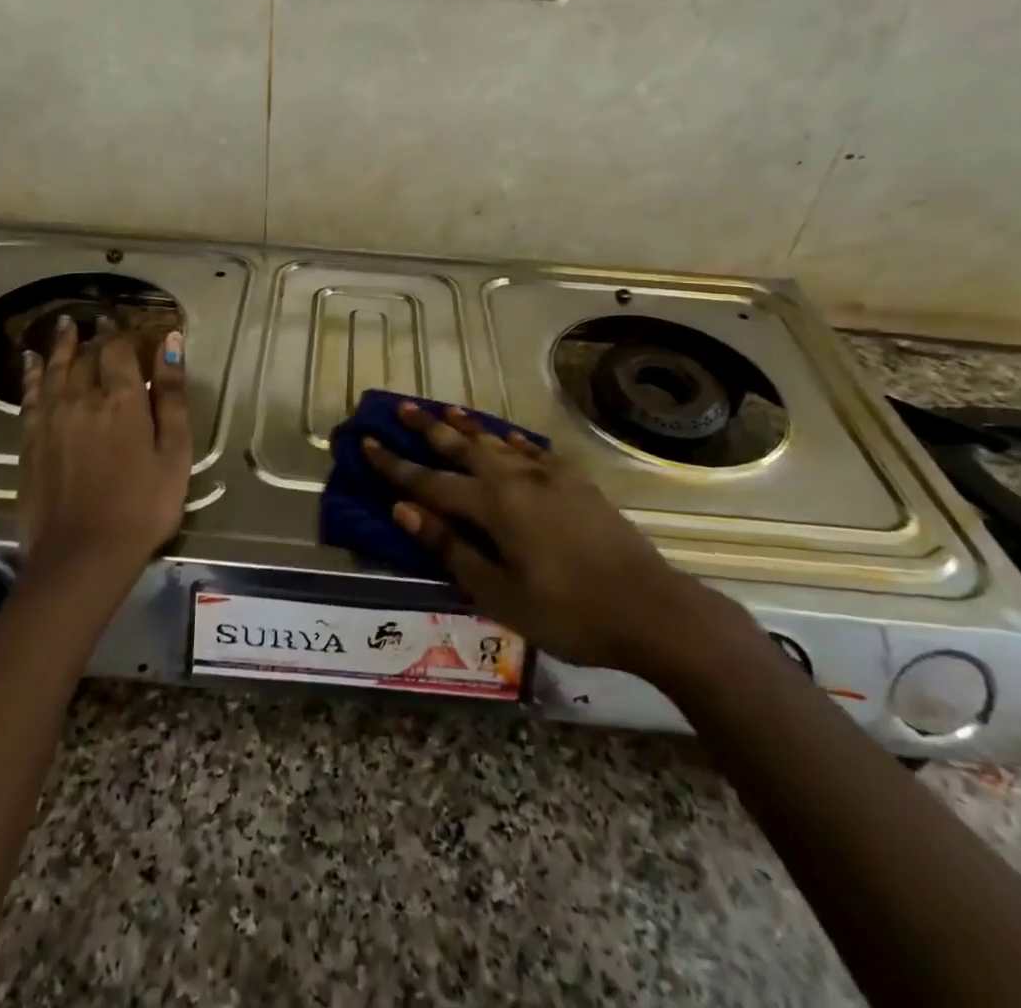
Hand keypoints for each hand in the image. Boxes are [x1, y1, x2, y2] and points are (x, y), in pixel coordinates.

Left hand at [17, 317, 191, 586]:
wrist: (82, 555)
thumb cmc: (143, 506)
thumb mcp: (174, 453)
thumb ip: (172, 395)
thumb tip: (170, 343)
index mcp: (121, 400)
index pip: (119, 350)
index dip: (123, 332)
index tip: (127, 321)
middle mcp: (81, 398)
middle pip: (87, 356)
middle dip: (96, 336)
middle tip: (101, 321)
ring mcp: (50, 419)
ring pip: (55, 368)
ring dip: (62, 344)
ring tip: (65, 324)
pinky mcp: (29, 440)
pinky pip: (30, 394)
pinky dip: (32, 373)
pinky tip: (31, 361)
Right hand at [364, 403, 758, 684]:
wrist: (652, 609)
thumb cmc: (568, 613)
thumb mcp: (498, 593)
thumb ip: (450, 548)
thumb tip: (404, 510)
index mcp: (493, 506)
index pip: (430, 481)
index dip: (395, 465)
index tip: (367, 443)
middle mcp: (517, 479)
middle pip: (462, 446)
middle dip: (428, 428)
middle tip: (402, 407)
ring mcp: (551, 477)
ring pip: (498, 442)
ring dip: (469, 427)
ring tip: (447, 410)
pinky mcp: (578, 483)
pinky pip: (535, 451)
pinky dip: (514, 441)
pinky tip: (509, 437)